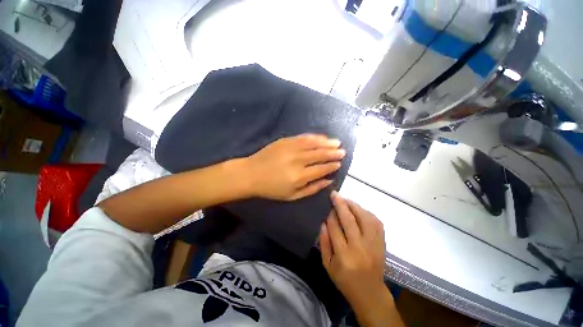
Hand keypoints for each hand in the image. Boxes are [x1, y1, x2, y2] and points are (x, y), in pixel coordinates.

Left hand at [243, 134, 344, 200]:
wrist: (251, 174)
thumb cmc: (271, 188)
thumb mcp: (292, 196)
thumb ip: (312, 188)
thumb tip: (329, 181)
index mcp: (299, 176)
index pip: (321, 168)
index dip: (332, 165)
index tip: (339, 163)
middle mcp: (297, 160)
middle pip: (320, 154)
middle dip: (333, 152)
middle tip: (342, 151)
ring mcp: (291, 148)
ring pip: (314, 143)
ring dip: (327, 142)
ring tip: (337, 142)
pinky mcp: (285, 141)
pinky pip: (303, 137)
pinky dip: (314, 137)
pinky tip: (322, 137)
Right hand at [319, 191, 387, 304]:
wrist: (370, 293)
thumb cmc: (345, 280)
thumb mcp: (327, 265)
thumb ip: (324, 243)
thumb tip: (323, 223)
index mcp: (344, 255)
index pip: (335, 228)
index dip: (330, 215)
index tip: (327, 207)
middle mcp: (360, 247)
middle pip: (350, 220)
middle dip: (340, 204)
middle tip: (334, 194)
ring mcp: (373, 244)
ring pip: (365, 218)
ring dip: (354, 206)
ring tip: (345, 200)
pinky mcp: (382, 243)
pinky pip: (376, 222)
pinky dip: (367, 213)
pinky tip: (359, 209)